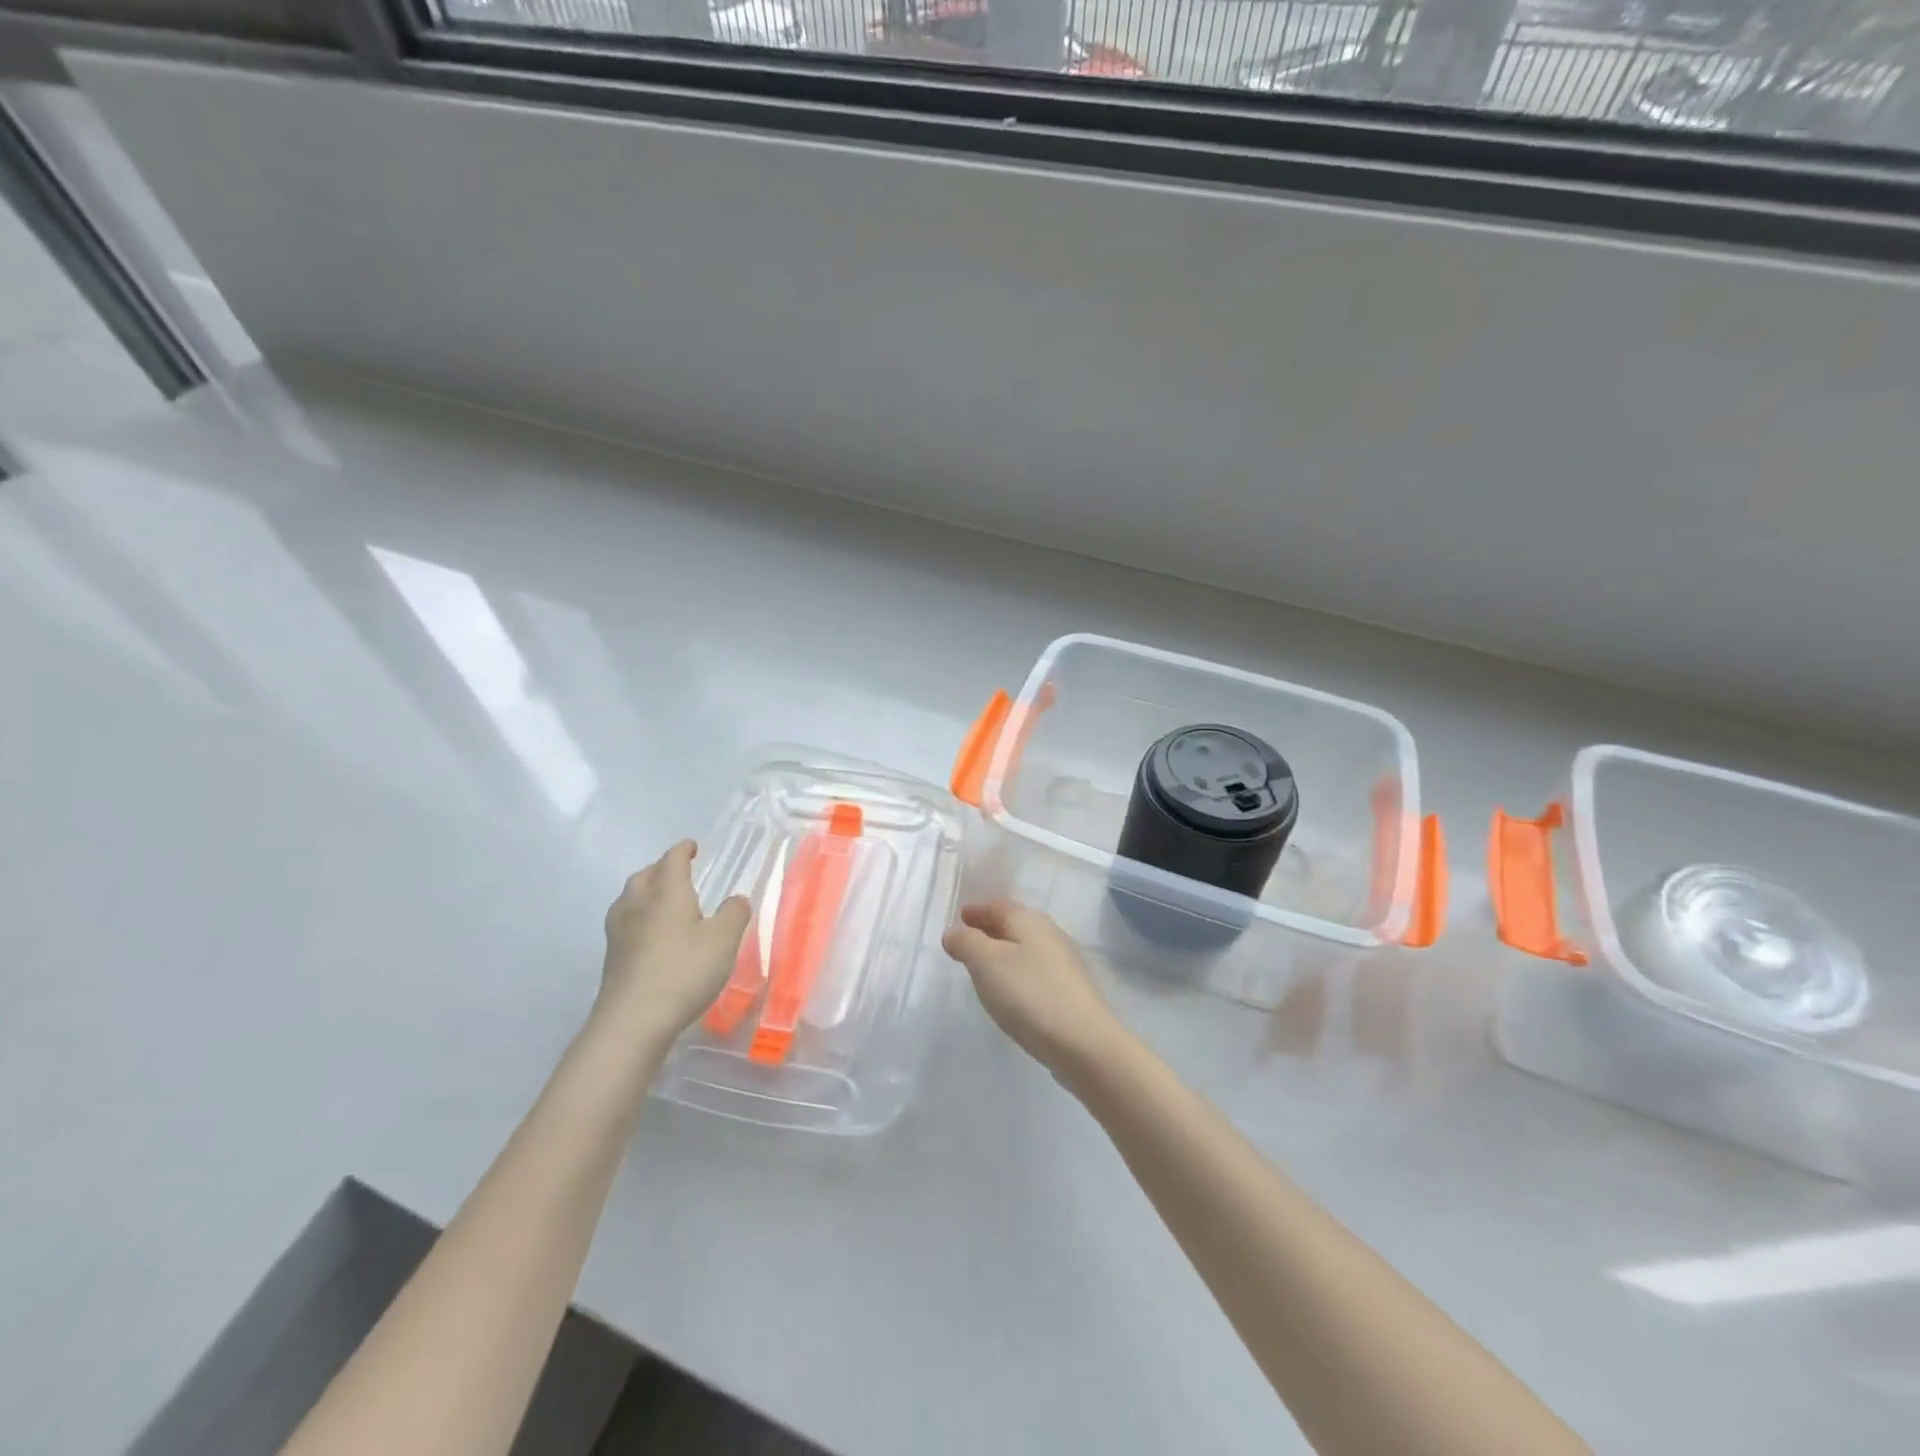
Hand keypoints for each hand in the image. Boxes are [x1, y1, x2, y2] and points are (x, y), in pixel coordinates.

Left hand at [597, 841, 749, 1051]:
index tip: (692, 847)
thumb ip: (733, 914)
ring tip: (662, 900)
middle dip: (661, 868)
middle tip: (678, 872)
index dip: (683, 850)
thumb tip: (736, 899)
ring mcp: (620, 932)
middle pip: (645, 875)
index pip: (672, 860)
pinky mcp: (612, 957)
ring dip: (645, 891)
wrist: (633, 1021)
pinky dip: (638, 917)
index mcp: (666, 892)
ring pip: (629, 898)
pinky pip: (625, 922)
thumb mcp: (724, 940)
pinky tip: (650, 934)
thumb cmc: (684, 971)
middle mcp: (638, 904)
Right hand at [943, 901, 1127, 1082]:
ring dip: (1003, 953)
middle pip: (1014, 925)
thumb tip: (953, 932)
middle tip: (966, 941)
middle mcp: (1050, 934)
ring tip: (983, 967)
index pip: (997, 906)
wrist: (1083, 1042)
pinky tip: (1011, 991)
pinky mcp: (1071, 991)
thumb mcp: (986, 963)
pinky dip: (1017, 972)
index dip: (976, 911)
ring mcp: (1064, 963)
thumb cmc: (1029, 994)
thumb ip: (966, 943)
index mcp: (1029, 920)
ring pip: (1026, 948)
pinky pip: (1035, 971)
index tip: (958, 918)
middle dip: (989, 930)